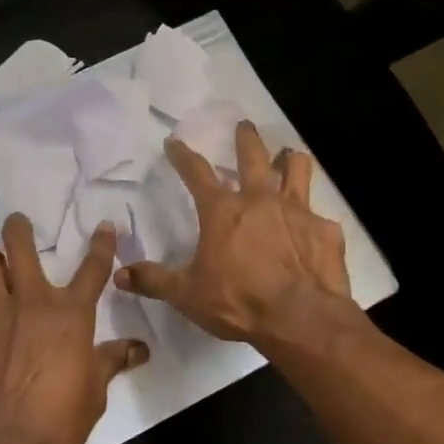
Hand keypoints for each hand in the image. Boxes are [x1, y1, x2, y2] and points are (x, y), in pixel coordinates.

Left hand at [0, 213, 149, 443]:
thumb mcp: (96, 391)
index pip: (92, 269)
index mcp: (70, 315)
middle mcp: (31, 305)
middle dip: (18, 230)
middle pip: (18, 249)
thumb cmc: (60, 418)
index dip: (101, 245)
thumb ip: (111, 361)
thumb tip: (138, 349)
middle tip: (18, 222)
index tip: (104, 226)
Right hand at [115, 121, 356, 349]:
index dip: (182, 155)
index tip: (174, 142)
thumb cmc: (239, 302)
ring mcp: (297, 211)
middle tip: (244, 125)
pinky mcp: (325, 230)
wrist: (301, 318)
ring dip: (290, 160)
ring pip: (297, 169)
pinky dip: (313, 218)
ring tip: (289, 155)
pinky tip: (312, 230)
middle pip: (253, 156)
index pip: (196, 172)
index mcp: (222, 211)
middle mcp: (260, 200)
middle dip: (245, 138)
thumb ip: (154, 281)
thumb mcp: (188, 294)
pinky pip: (319, 215)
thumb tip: (119, 274)